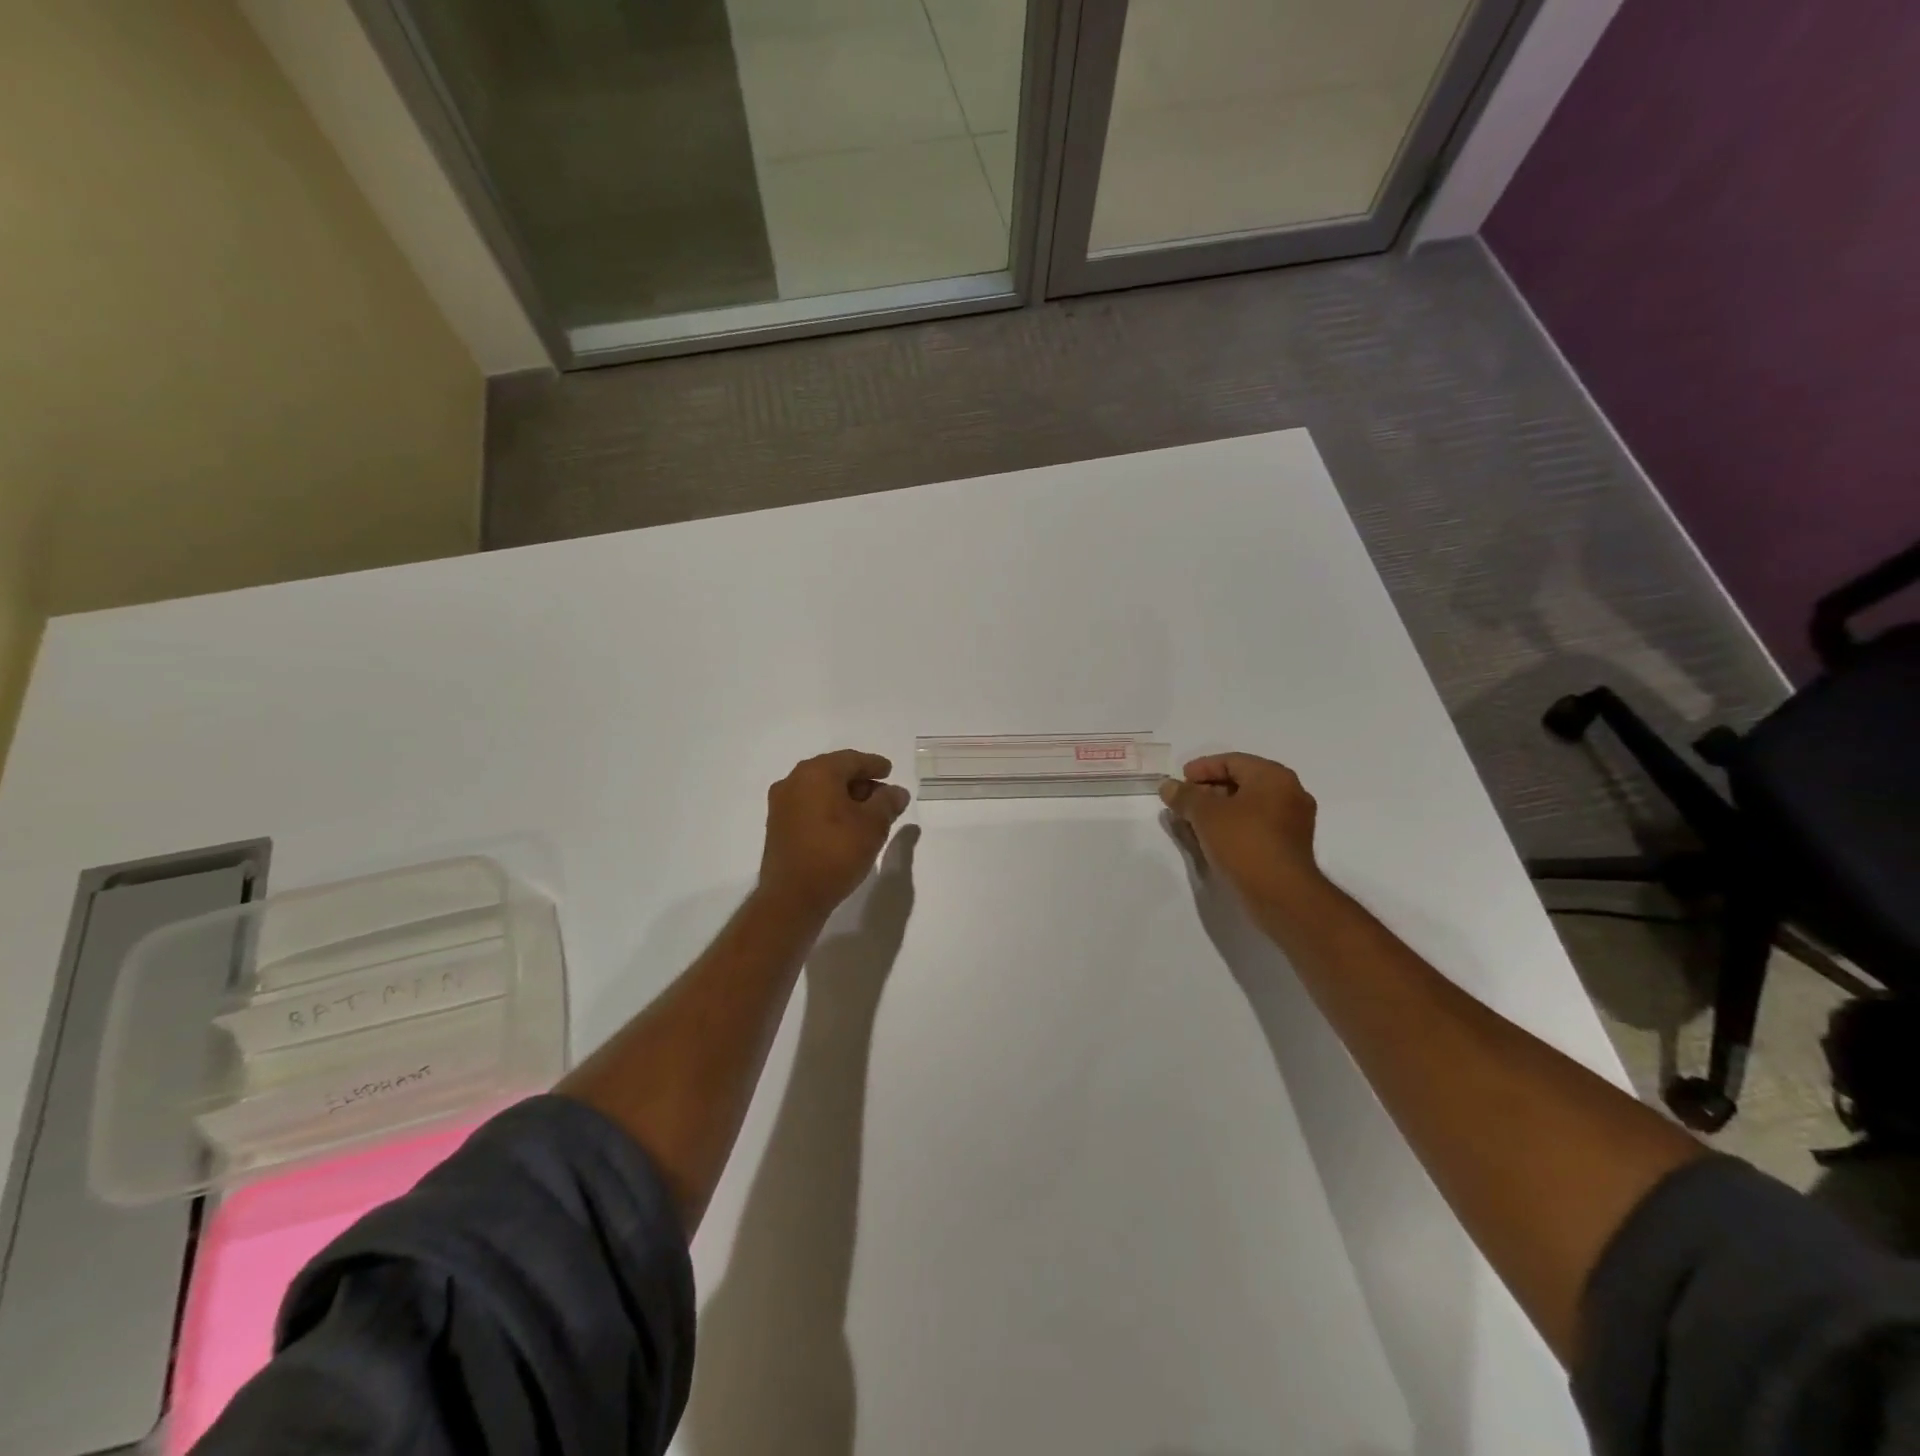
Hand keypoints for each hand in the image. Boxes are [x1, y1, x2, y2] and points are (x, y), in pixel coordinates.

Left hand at [757, 750, 910, 920]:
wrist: (792, 896)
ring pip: (820, 790)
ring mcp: (782, 804)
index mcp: (817, 773)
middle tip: (882, 794)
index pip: (851, 759)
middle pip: (834, 772)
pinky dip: (828, 809)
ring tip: (867, 813)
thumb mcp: (873, 825)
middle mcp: (794, 781)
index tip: (889, 770)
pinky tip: (844, 826)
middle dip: (860, 781)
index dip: (874, 765)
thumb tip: (896, 792)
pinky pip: (809, 806)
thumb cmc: (836, 852)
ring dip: (844, 797)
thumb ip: (887, 802)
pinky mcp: (777, 826)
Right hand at [1158, 752, 1325, 907]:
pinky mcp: (1289, 846)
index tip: (1179, 781)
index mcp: (1273, 776)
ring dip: (1219, 811)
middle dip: (1208, 790)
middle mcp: (1289, 793)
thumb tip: (1168, 786)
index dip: (1201, 768)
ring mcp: (1293, 821)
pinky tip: (1213, 839)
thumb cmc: (1244, 843)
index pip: (1232, 761)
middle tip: (1183, 802)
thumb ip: (1185, 796)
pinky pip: (1256, 826)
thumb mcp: (1205, 814)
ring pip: (1249, 806)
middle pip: (1242, 782)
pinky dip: (1233, 826)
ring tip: (1193, 822)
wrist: (1281, 894)